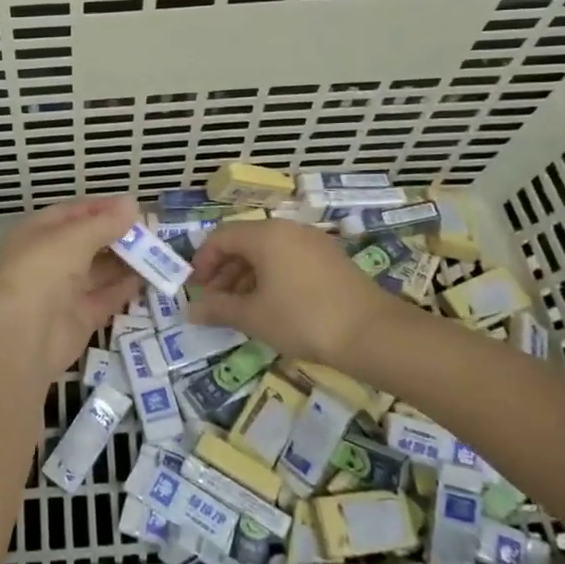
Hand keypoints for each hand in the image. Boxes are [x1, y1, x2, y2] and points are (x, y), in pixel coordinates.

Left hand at [0, 196, 144, 380]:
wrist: (25, 336)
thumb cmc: (44, 271)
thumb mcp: (75, 238)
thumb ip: (106, 223)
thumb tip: (132, 203)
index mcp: (37, 234)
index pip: (72, 213)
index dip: (102, 208)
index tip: (133, 207)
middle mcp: (49, 259)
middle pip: (88, 242)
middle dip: (117, 235)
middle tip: (151, 231)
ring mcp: (64, 290)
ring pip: (99, 270)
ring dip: (126, 261)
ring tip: (157, 252)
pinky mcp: (80, 317)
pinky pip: (106, 297)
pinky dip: (126, 287)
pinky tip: (149, 277)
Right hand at [188, 219, 395, 365]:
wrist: (373, 334)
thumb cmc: (303, 319)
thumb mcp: (254, 317)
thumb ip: (219, 309)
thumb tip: (191, 311)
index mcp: (266, 235)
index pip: (221, 237)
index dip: (203, 261)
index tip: (196, 289)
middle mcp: (289, 230)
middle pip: (245, 242)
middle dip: (224, 271)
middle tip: (215, 301)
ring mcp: (314, 243)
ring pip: (268, 252)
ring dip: (247, 276)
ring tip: (241, 308)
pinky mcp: (332, 260)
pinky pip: (290, 260)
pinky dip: (272, 277)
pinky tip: (272, 306)